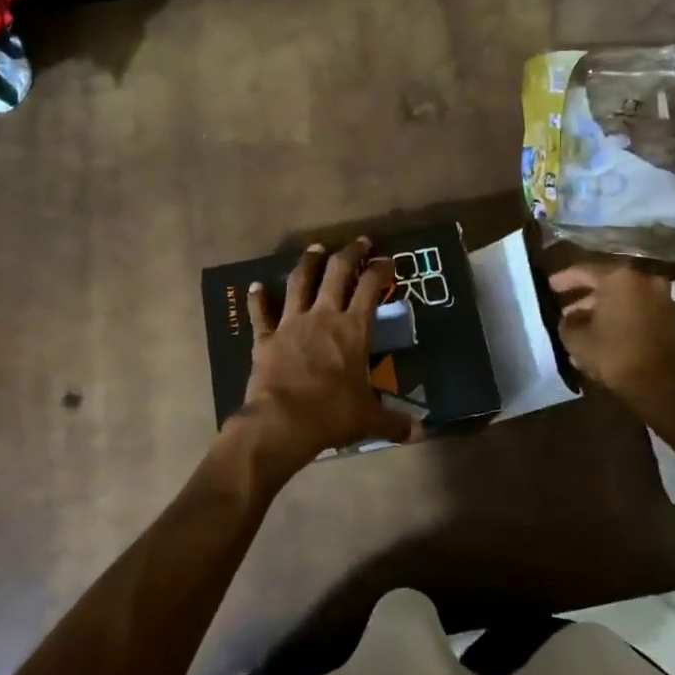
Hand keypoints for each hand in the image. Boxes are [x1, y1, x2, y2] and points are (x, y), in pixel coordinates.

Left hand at [227, 238, 411, 481]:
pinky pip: (261, 313)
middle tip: (359, 242)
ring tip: (315, 248)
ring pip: (299, 282)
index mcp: (353, 329)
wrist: (282, 422)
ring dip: (308, 263)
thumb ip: (394, 421)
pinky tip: (255, 286)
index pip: (371, 288)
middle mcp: (323, 316)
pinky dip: (258, 299)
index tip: (388, 259)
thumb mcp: (369, 419)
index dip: (380, 269)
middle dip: (350, 254)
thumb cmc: (332, 415)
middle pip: (337, 273)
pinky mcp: (265, 338)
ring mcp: (291, 324)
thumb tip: (419, 432)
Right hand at [549, 263, 674, 415]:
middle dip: (587, 299)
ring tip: (586, 331)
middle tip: (568, 312)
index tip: (550, 286)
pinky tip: (608, 340)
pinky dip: (625, 322)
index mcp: (619, 278)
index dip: (565, 279)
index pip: (585, 271)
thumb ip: (568, 322)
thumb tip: (570, 318)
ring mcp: (664, 300)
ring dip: (606, 313)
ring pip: (627, 301)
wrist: (663, 387)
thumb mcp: (576, 340)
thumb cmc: (615, 355)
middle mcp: (645, 281)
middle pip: (609, 285)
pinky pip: (641, 315)